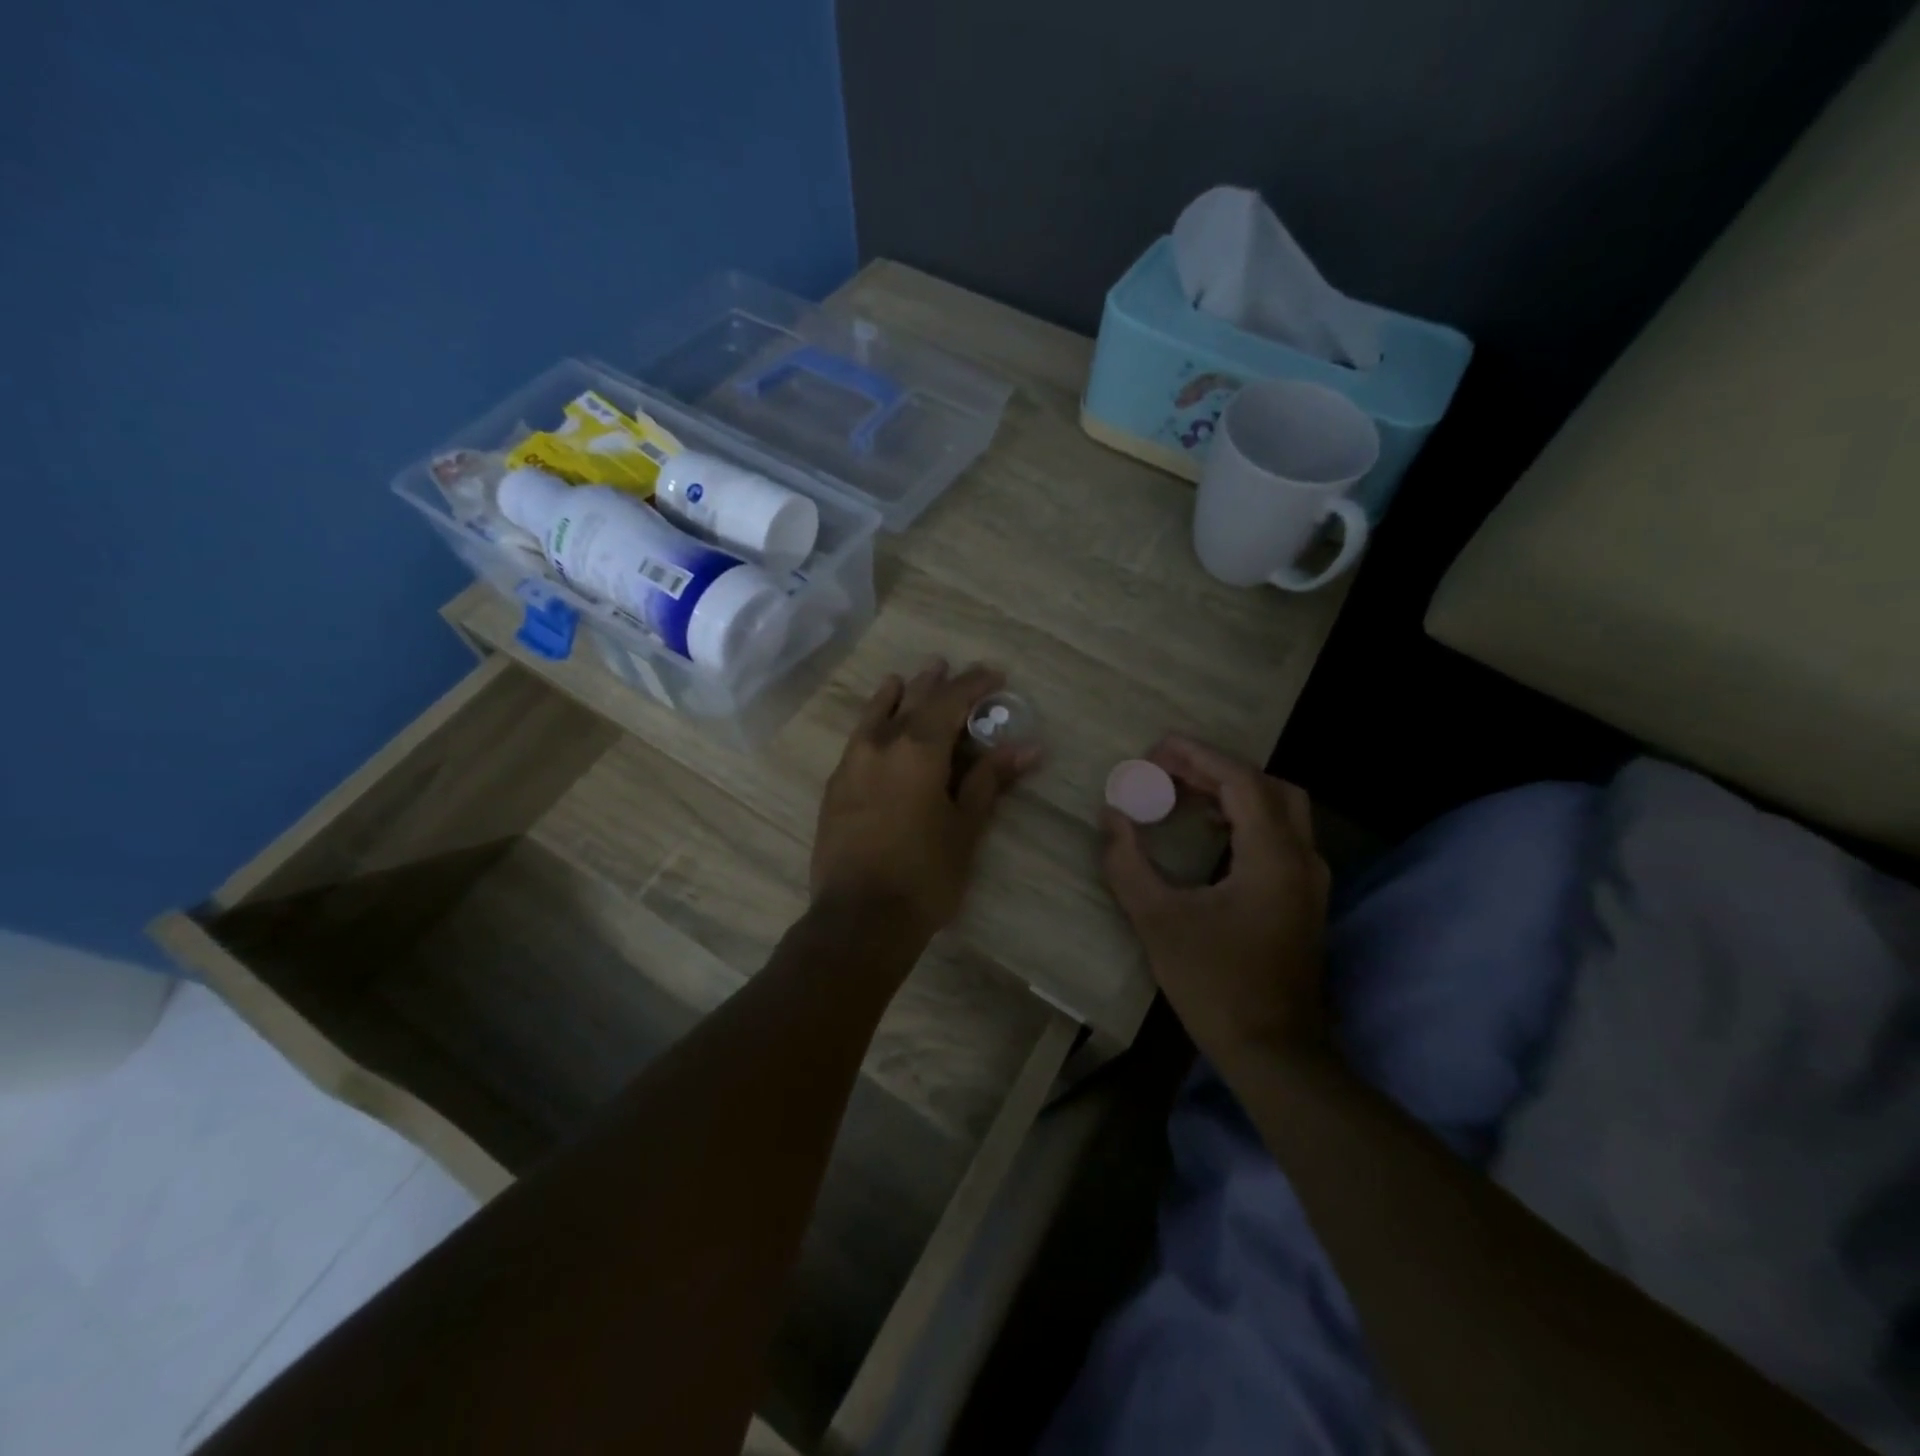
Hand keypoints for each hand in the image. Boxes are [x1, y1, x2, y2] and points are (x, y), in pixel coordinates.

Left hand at [812, 660, 1038, 937]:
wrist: (859, 918)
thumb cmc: (925, 874)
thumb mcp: (966, 826)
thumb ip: (990, 780)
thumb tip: (1027, 747)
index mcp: (917, 749)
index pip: (951, 701)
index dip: (974, 684)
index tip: (995, 675)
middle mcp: (880, 745)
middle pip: (911, 701)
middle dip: (934, 683)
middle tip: (949, 667)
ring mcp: (851, 764)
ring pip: (875, 716)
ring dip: (894, 696)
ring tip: (903, 680)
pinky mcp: (835, 787)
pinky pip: (857, 740)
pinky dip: (872, 724)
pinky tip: (875, 729)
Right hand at [1101, 736, 1330, 1063]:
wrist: (1273, 1052)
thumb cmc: (1214, 984)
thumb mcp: (1158, 920)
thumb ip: (1128, 862)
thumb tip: (1111, 815)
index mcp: (1273, 856)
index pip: (1240, 781)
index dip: (1197, 756)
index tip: (1156, 747)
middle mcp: (1302, 858)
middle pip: (1268, 786)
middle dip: (1217, 769)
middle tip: (1168, 768)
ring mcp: (1309, 880)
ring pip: (1279, 810)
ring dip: (1233, 792)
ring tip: (1182, 792)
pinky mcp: (1303, 899)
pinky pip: (1279, 836)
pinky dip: (1245, 819)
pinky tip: (1210, 831)